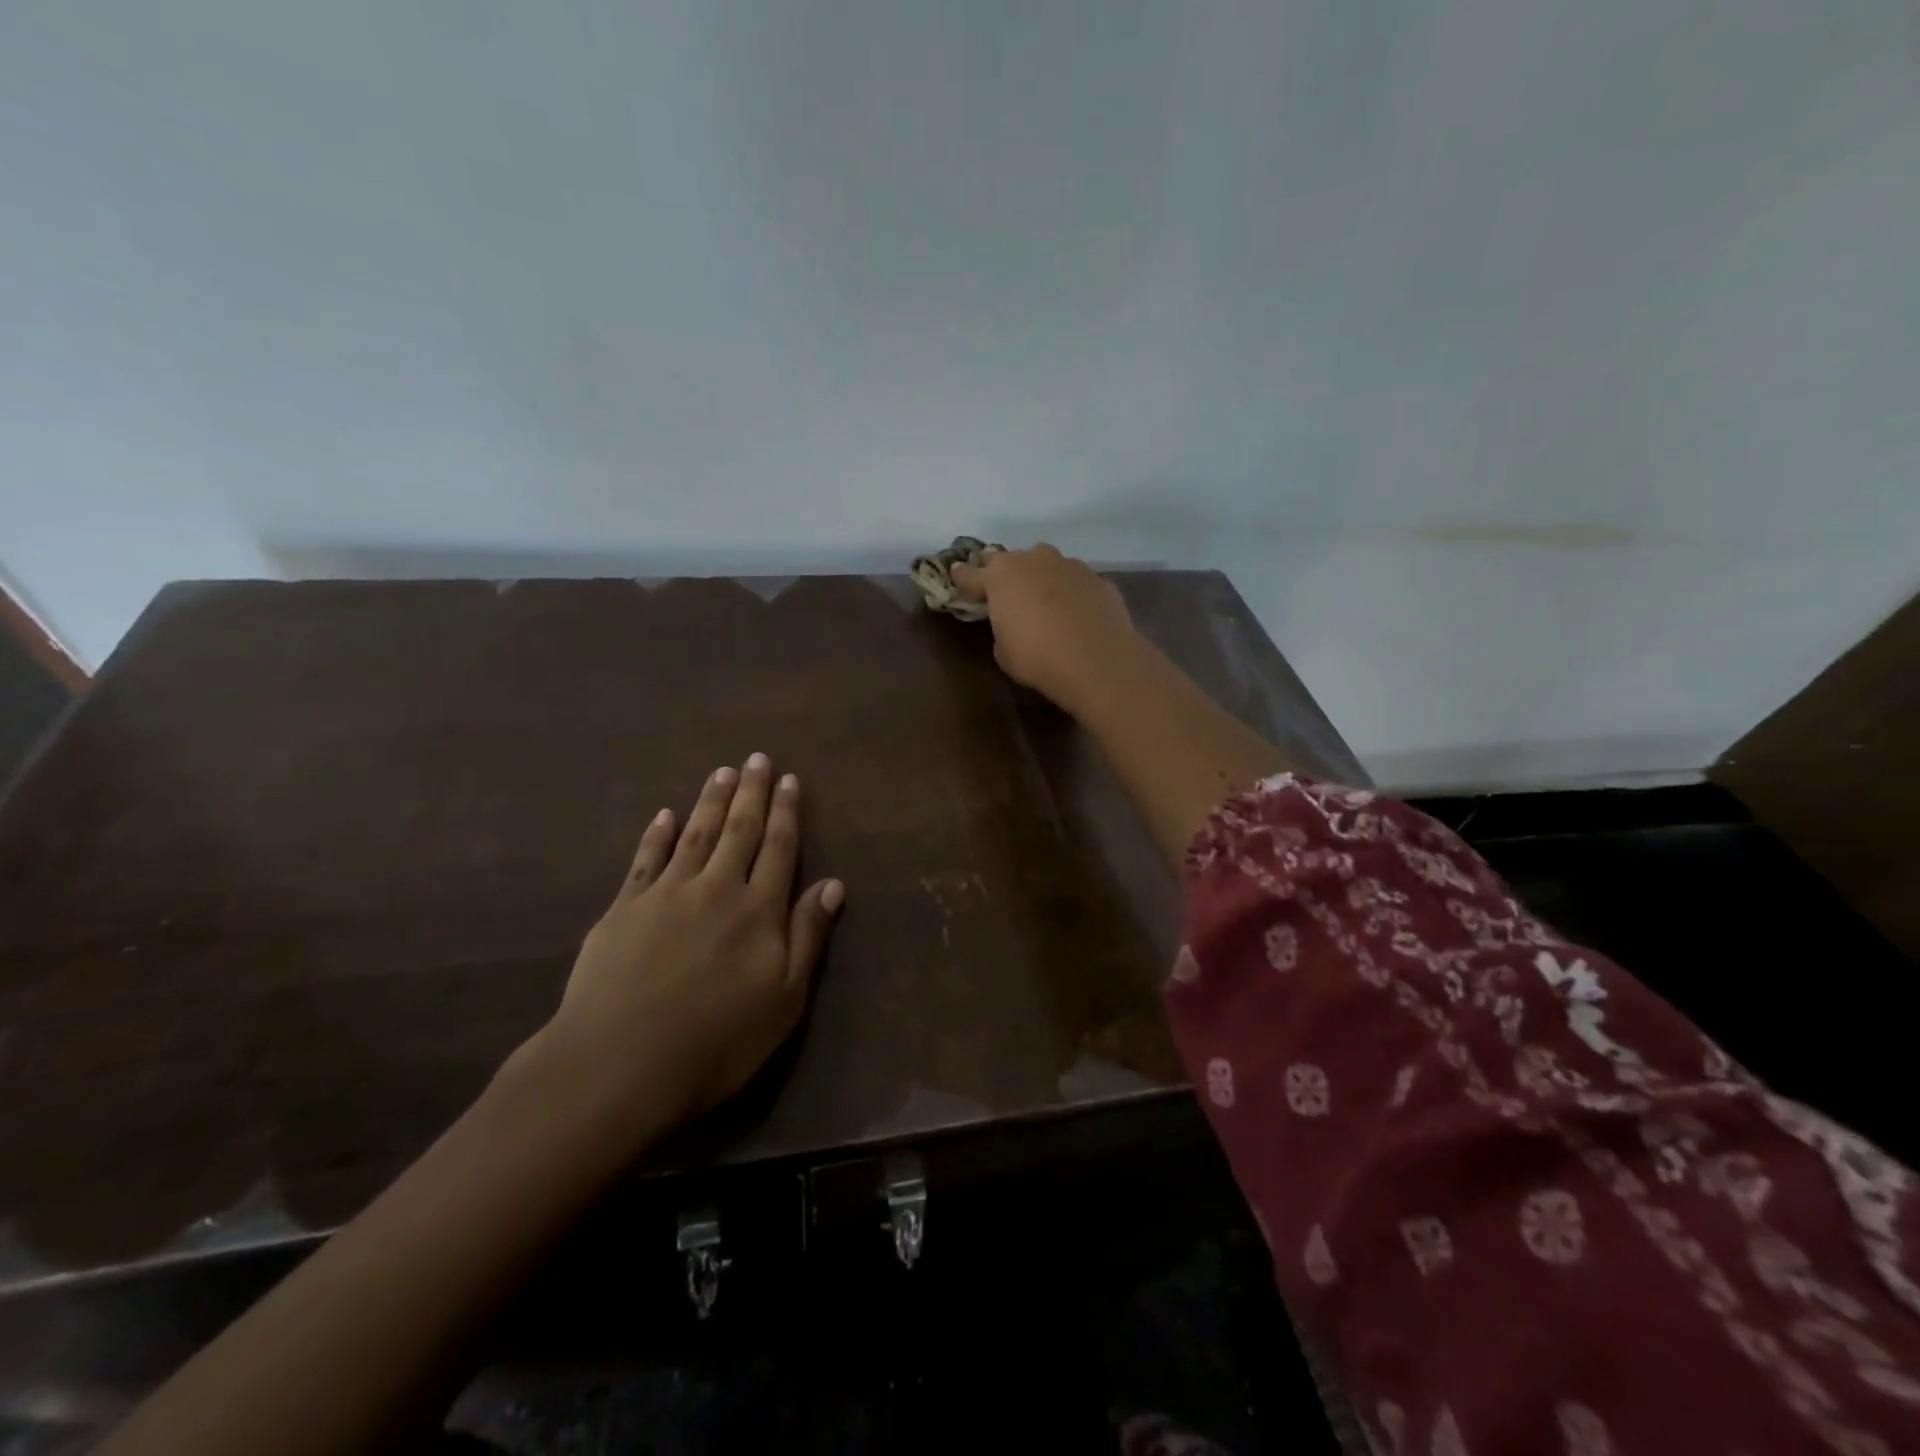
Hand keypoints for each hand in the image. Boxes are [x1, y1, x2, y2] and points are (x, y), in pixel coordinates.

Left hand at [519, 755, 843, 1142]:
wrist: (619, 1064)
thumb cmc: (716, 1041)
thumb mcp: (783, 999)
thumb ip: (808, 936)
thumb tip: (833, 884)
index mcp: (758, 910)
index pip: (778, 848)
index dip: (786, 812)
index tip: (789, 780)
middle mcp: (715, 889)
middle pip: (739, 830)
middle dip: (751, 793)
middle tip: (756, 758)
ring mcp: (665, 894)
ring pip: (695, 835)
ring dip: (710, 801)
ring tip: (721, 773)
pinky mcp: (624, 909)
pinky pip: (646, 859)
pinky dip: (657, 834)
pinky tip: (664, 815)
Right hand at [950, 543, 1140, 715]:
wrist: (1097, 660)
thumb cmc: (1037, 658)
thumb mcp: (1004, 651)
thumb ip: (1002, 628)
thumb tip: (1012, 622)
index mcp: (1000, 576)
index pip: (972, 574)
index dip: (962, 577)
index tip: (956, 574)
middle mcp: (1033, 561)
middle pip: (1009, 559)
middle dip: (1002, 570)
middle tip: (1000, 586)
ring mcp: (1069, 565)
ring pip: (1046, 564)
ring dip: (1039, 576)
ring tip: (1042, 598)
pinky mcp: (1097, 579)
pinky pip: (1075, 581)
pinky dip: (1070, 592)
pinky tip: (1074, 612)